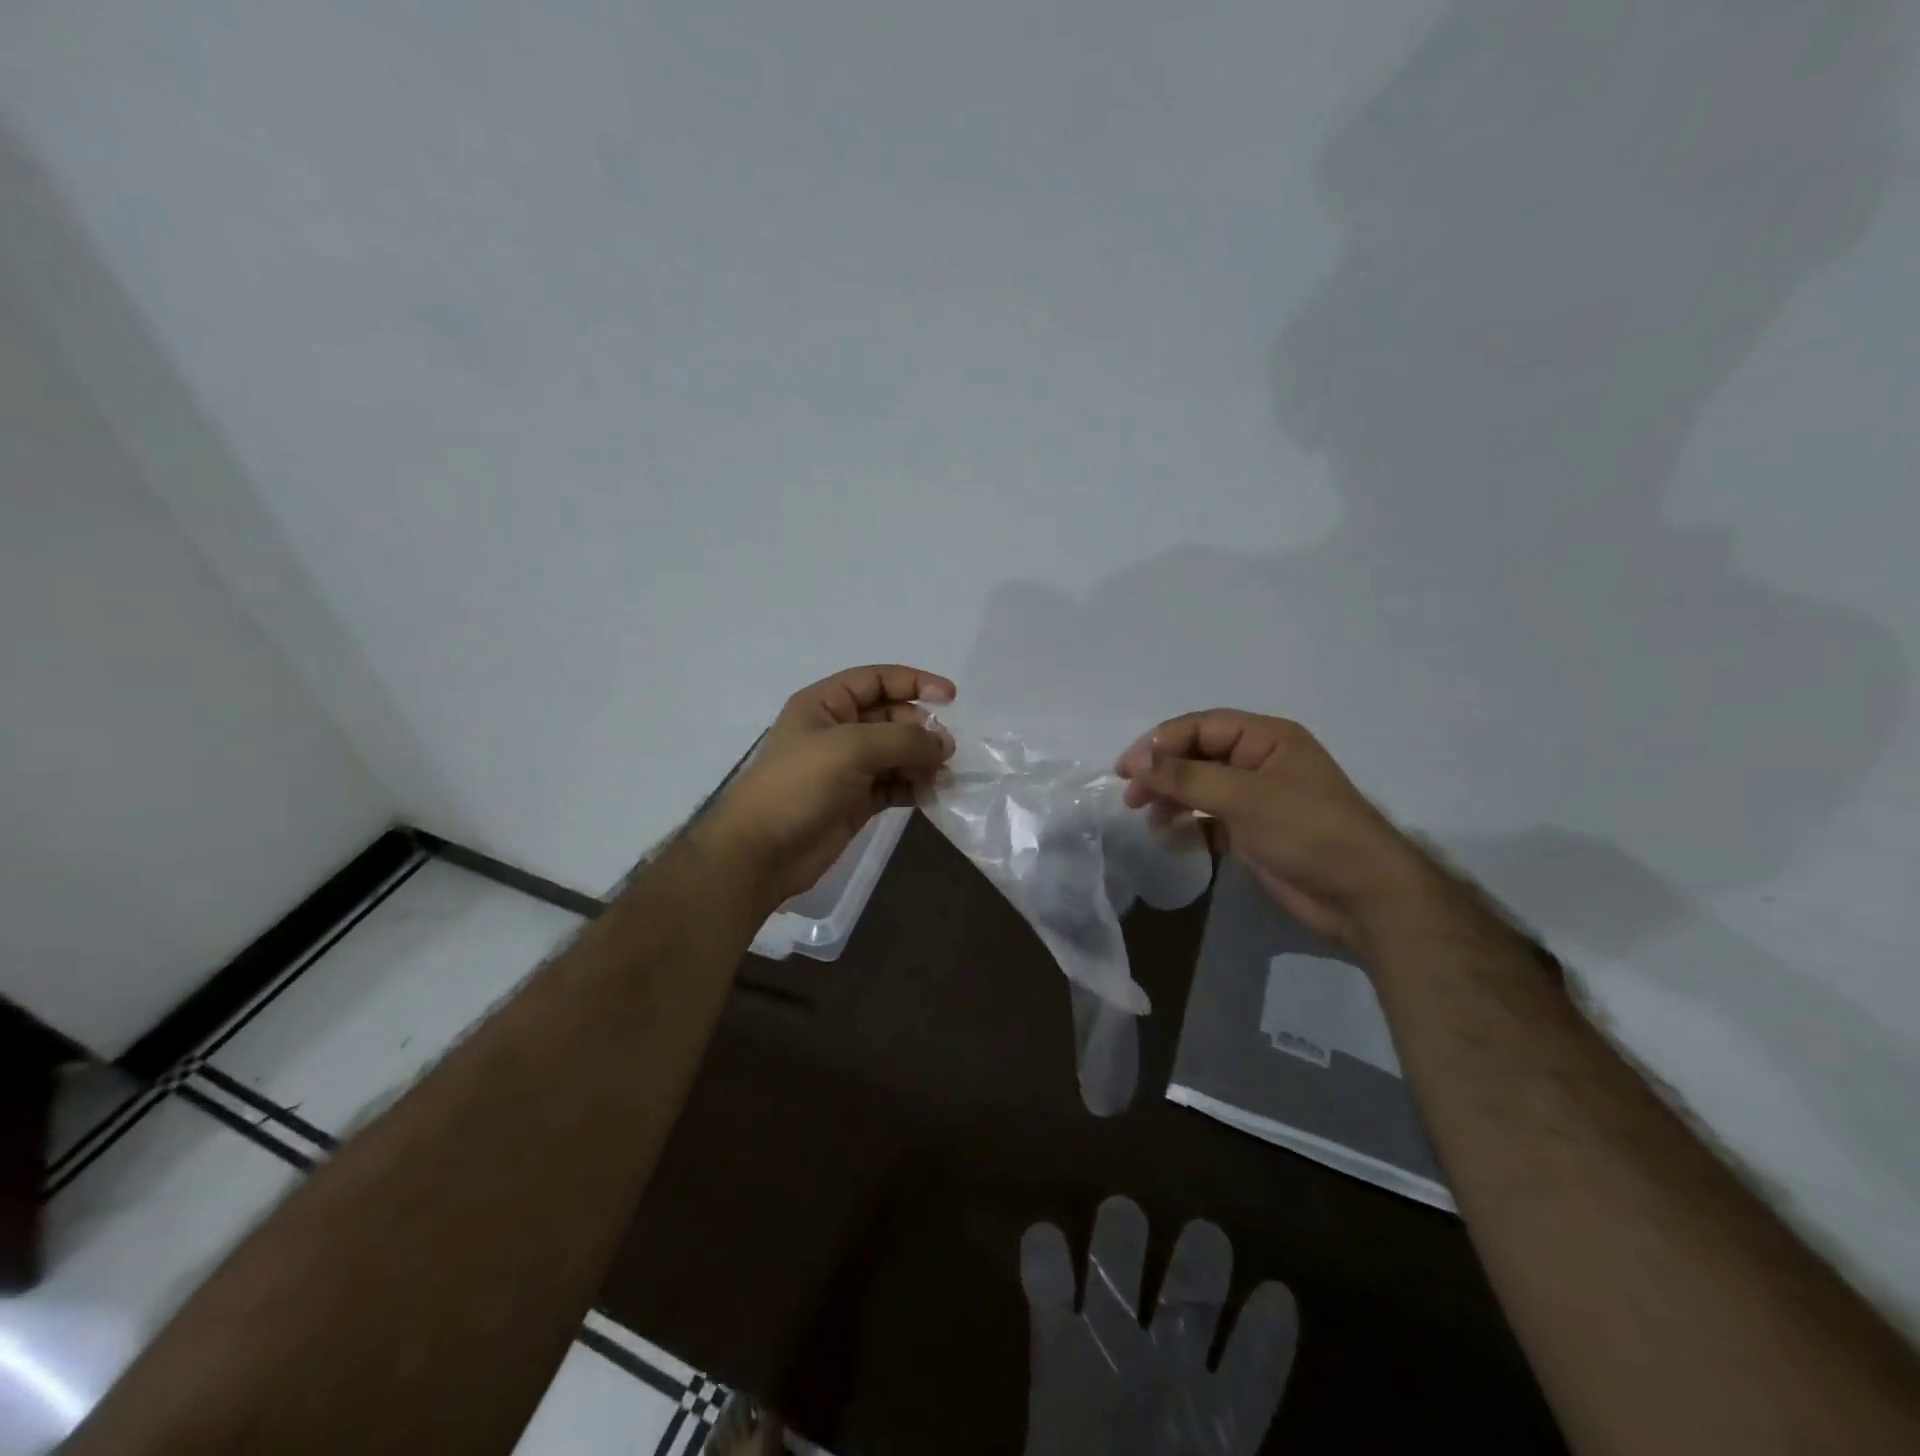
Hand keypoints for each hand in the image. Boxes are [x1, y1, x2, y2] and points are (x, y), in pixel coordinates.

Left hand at [700, 665, 955, 904]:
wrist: (761, 852)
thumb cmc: (798, 785)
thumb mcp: (850, 748)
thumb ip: (902, 739)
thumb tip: (944, 745)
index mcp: (826, 704)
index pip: (877, 680)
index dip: (914, 682)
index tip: (951, 697)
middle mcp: (838, 730)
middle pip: (892, 717)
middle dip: (921, 730)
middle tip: (945, 751)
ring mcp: (848, 768)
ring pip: (897, 754)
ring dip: (922, 761)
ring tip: (944, 776)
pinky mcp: (857, 801)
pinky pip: (895, 785)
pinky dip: (914, 787)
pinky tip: (932, 794)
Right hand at [1115, 711, 1428, 949]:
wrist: (1362, 896)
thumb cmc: (1306, 831)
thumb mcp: (1243, 797)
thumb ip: (1186, 777)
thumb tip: (1139, 762)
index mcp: (1266, 738)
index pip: (1201, 726)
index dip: (1160, 743)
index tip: (1127, 769)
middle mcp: (1259, 762)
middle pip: (1197, 756)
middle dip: (1163, 773)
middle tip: (1131, 796)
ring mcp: (1257, 799)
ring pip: (1200, 788)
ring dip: (1171, 800)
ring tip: (1147, 818)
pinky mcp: (1253, 832)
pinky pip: (1210, 820)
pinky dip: (1188, 826)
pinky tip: (1168, 839)